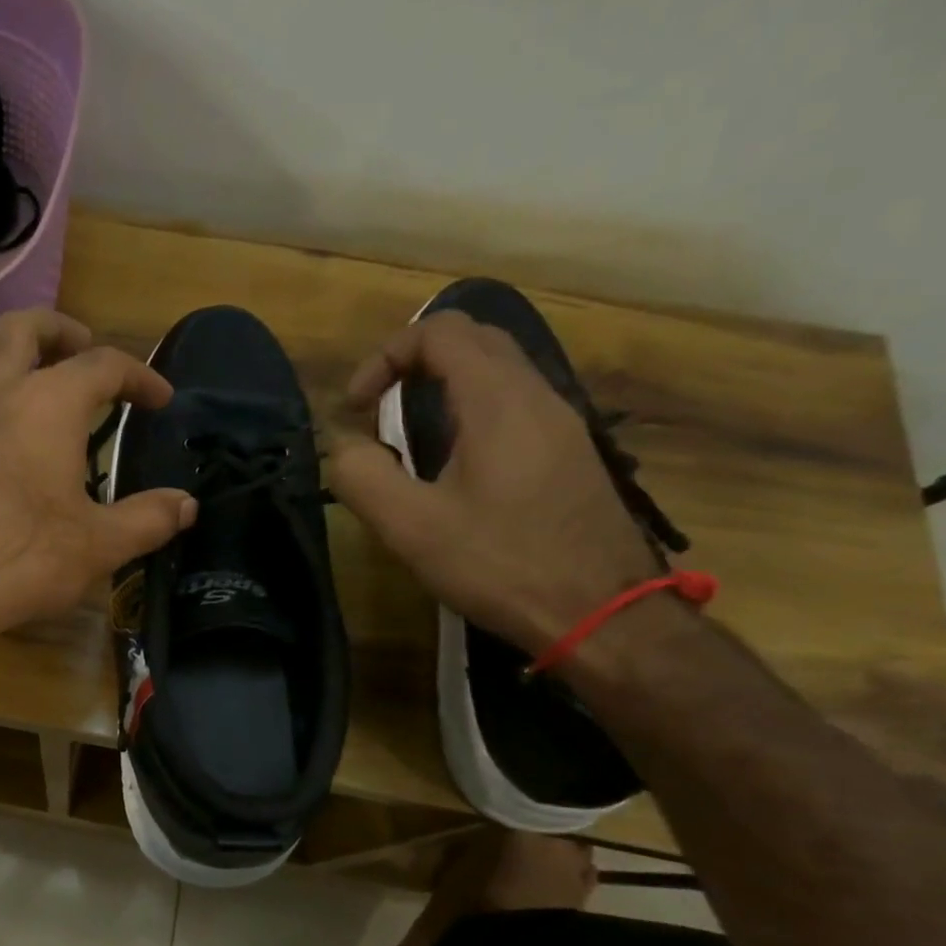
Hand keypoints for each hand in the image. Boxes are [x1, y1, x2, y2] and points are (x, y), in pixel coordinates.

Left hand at [0, 309, 196, 654]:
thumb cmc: (23, 558)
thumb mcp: (100, 545)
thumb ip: (148, 520)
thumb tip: (187, 506)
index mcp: (48, 406)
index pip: (104, 365)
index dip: (139, 375)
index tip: (159, 398)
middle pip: (18, 330)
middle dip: (53, 331)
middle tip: (74, 349)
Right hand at [325, 311, 659, 652]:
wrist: (603, 613)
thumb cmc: (502, 565)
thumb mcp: (412, 527)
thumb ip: (362, 476)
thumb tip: (342, 447)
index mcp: (497, 401)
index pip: (439, 331)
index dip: (385, 356)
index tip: (356, 408)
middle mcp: (537, 396)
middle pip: (473, 340)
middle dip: (413, 363)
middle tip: (378, 412)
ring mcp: (562, 423)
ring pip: (498, 371)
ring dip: (443, 387)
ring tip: (409, 440)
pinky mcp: (571, 453)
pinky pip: (515, 405)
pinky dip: (471, 411)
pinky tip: (454, 466)